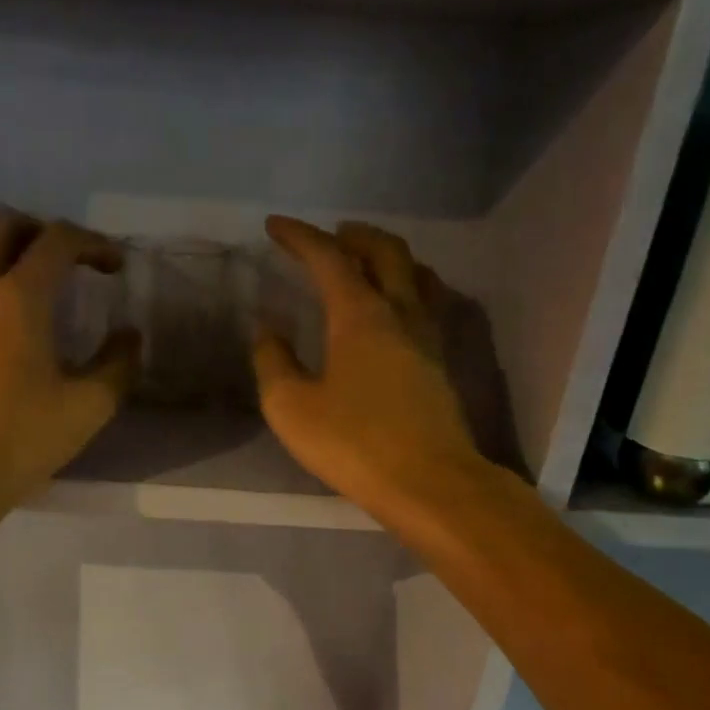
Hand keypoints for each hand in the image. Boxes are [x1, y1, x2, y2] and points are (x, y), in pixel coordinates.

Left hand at [0, 209, 137, 523]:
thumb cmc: (18, 445)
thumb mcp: (87, 410)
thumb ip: (118, 365)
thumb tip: (130, 335)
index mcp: (19, 298)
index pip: (58, 240)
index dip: (93, 244)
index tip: (112, 267)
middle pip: (0, 222)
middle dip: (38, 230)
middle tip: (60, 261)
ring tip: (3, 265)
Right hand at [254, 216, 481, 514]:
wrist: (429, 483)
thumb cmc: (353, 444)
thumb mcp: (291, 407)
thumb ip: (273, 363)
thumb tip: (268, 331)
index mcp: (360, 315)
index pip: (329, 258)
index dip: (300, 237)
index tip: (275, 227)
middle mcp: (400, 312)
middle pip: (385, 251)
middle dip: (353, 236)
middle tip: (330, 235)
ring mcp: (428, 336)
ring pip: (414, 273)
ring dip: (386, 257)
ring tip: (364, 263)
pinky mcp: (441, 363)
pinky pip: (425, 302)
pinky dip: (405, 287)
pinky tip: (393, 310)